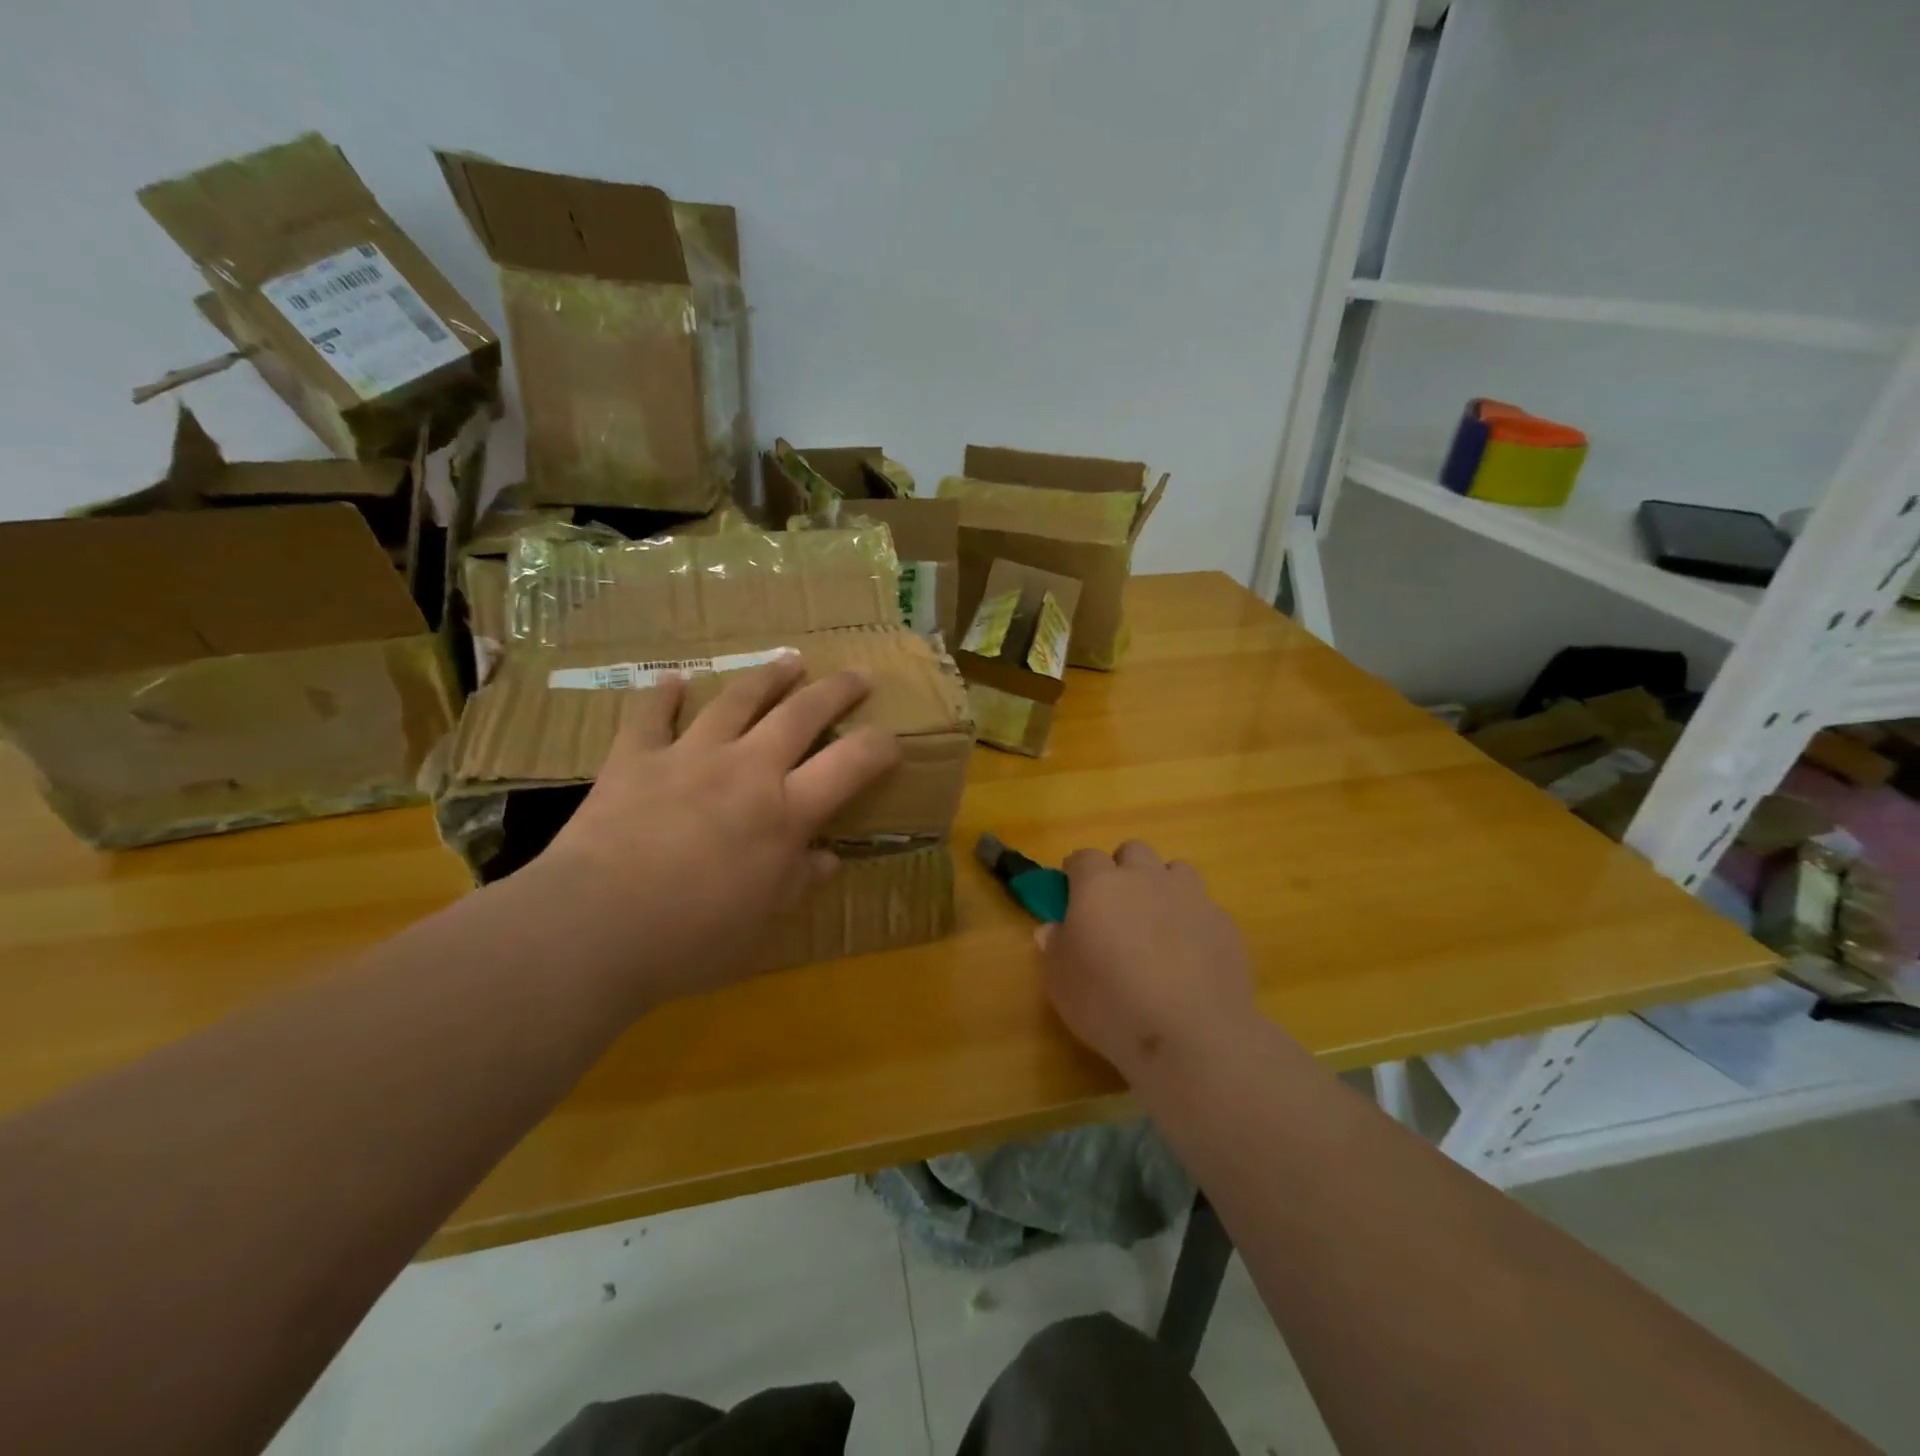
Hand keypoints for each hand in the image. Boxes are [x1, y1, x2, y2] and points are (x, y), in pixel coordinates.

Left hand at [527, 656, 900, 1005]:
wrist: (594, 928)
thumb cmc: (693, 938)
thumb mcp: (763, 923)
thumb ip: (799, 882)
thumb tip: (827, 859)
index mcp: (785, 811)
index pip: (851, 764)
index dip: (880, 746)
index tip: (893, 741)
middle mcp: (746, 769)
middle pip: (800, 714)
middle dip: (835, 691)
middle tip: (856, 676)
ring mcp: (688, 756)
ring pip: (736, 701)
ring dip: (767, 677)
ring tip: (789, 660)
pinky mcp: (634, 759)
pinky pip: (650, 716)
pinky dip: (662, 696)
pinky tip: (672, 680)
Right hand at [1036, 841, 1262, 1084]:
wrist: (1192, 1036)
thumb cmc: (1110, 1005)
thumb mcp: (1061, 983)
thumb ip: (1054, 947)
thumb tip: (1054, 929)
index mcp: (1099, 885)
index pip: (1083, 857)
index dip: (1076, 872)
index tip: (1071, 894)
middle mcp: (1145, 878)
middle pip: (1133, 851)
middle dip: (1122, 869)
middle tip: (1116, 907)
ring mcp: (1190, 897)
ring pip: (1175, 871)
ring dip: (1163, 887)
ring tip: (1157, 925)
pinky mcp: (1224, 923)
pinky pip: (1203, 907)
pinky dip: (1192, 921)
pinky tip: (1190, 956)